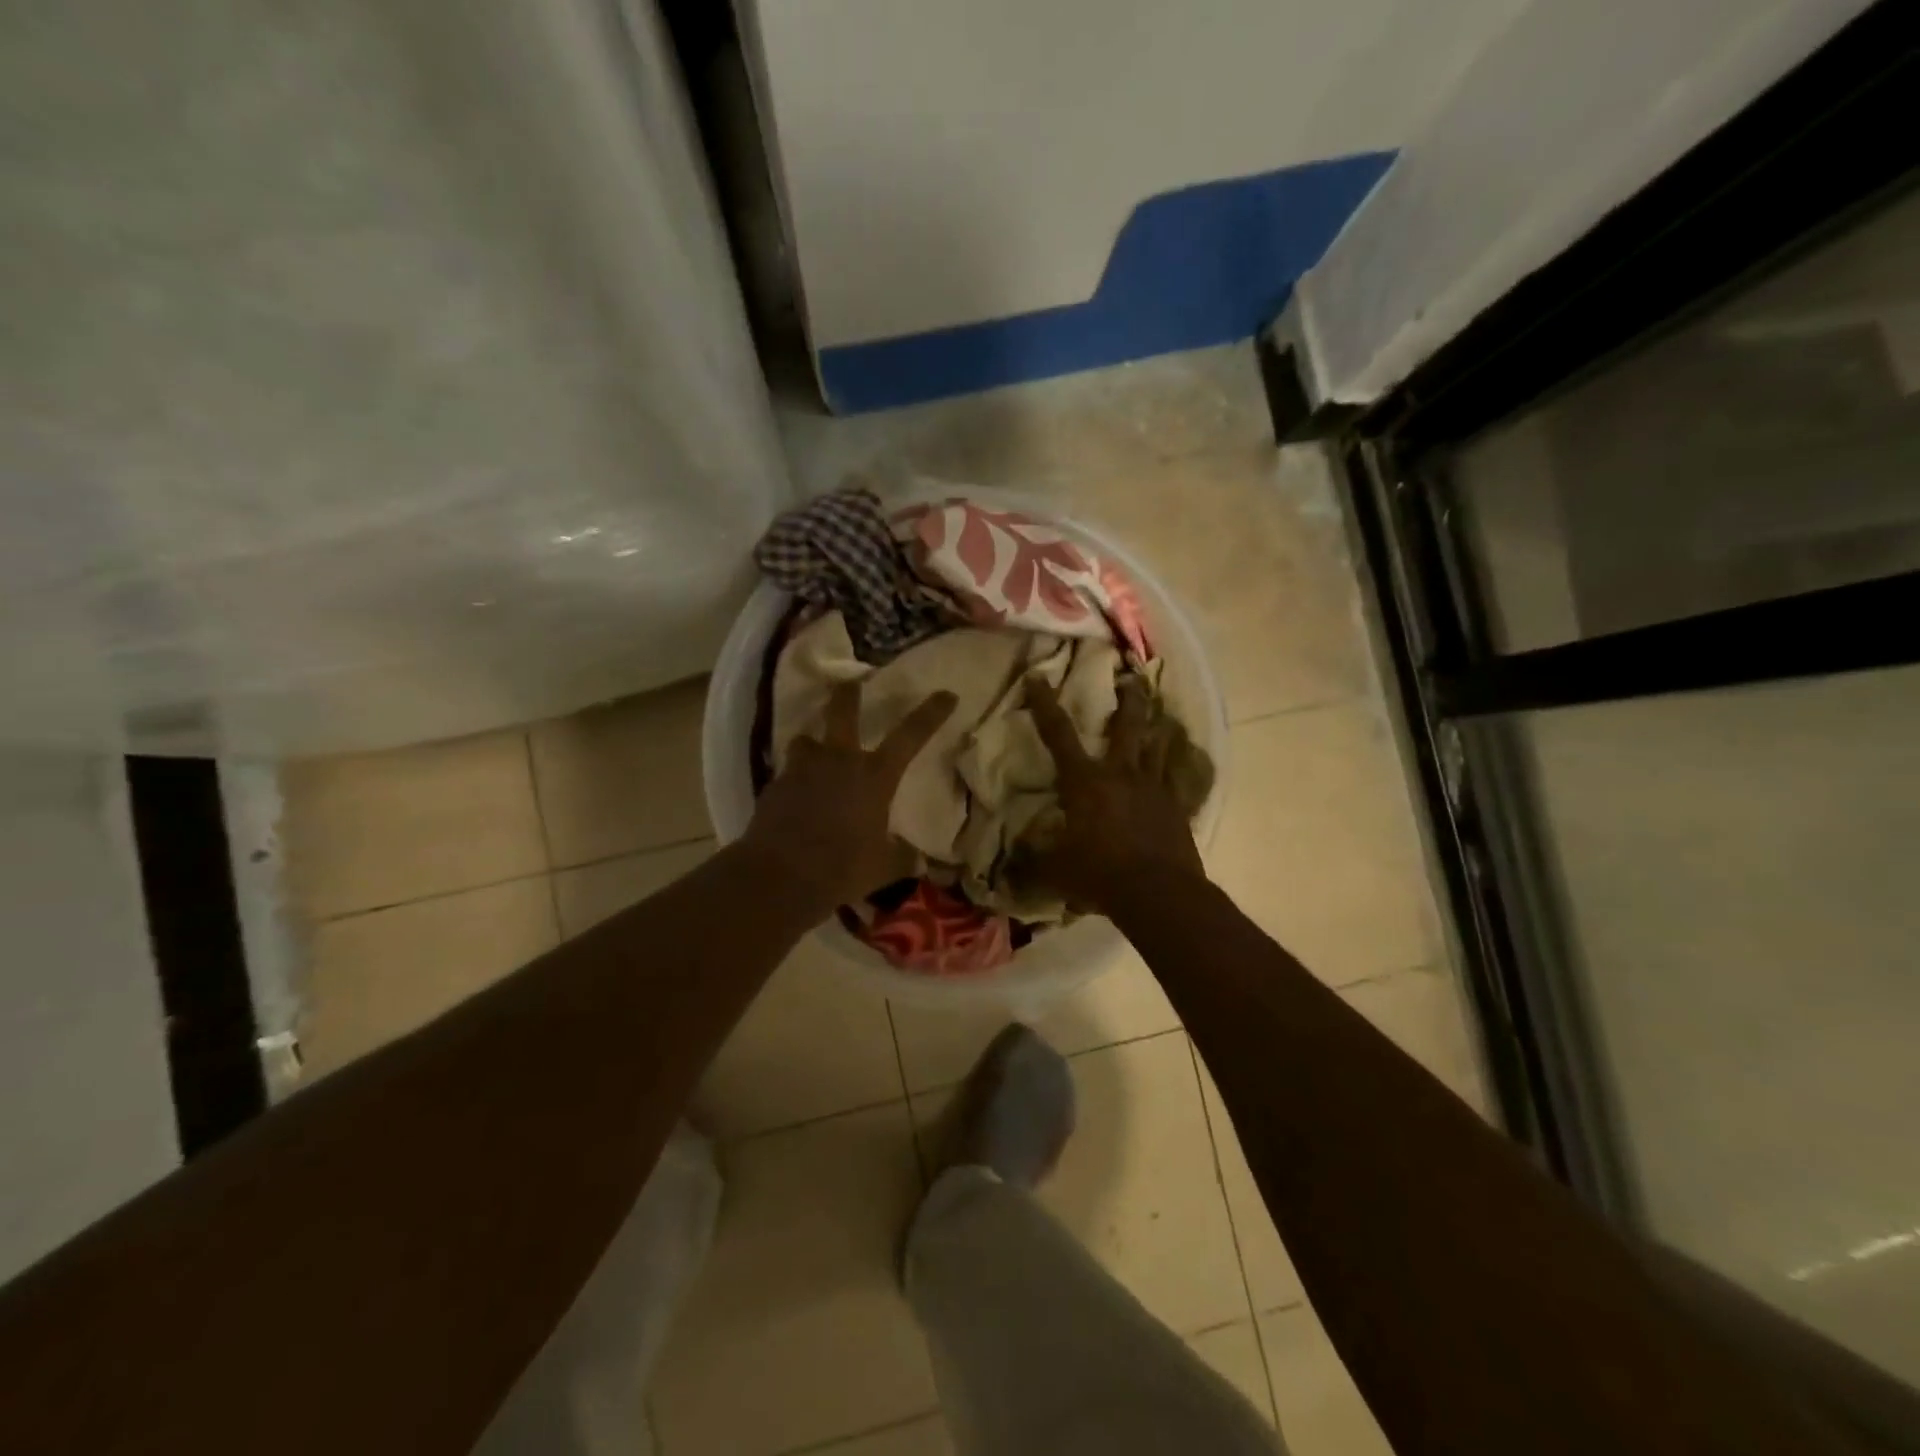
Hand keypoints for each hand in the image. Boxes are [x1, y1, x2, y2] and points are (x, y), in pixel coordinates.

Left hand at [742, 681, 957, 909]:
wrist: (781, 876)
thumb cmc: (843, 868)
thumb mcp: (884, 868)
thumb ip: (903, 858)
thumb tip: (921, 861)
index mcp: (875, 776)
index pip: (911, 735)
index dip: (931, 713)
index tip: (947, 694)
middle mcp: (839, 761)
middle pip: (843, 710)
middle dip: (849, 693)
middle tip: (851, 683)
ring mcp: (803, 769)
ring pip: (806, 738)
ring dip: (812, 742)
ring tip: (814, 752)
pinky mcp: (775, 785)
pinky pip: (787, 772)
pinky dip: (794, 779)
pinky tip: (795, 796)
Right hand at [1026, 673, 1205, 913]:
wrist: (1159, 893)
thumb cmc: (1100, 874)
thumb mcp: (1055, 871)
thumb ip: (1032, 862)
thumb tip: (1008, 864)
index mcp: (1085, 781)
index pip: (1058, 735)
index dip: (1044, 704)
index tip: (1037, 677)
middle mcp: (1121, 774)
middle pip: (1127, 726)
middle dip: (1127, 699)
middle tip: (1131, 678)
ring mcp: (1154, 788)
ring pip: (1157, 746)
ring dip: (1156, 727)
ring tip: (1158, 714)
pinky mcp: (1177, 807)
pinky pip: (1175, 779)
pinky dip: (1173, 768)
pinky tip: (1176, 766)